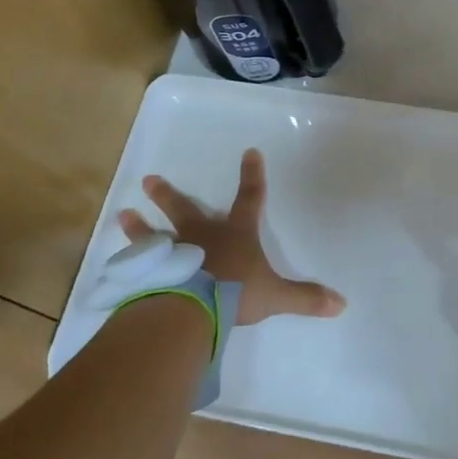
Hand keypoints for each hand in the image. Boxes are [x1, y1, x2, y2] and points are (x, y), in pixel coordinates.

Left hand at [119, 148, 345, 324]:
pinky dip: (129, 260)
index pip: (250, 199)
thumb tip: (341, 304)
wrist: (193, 306)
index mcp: (235, 235)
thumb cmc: (236, 292)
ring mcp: (173, 252)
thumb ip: (305, 298)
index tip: (250, 152)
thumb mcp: (276, 296)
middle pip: (185, 209)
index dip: (252, 176)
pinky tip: (116, 260)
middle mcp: (202, 236)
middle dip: (169, 195)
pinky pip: (139, 263)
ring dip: (140, 225)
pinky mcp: (151, 272)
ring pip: (154, 233)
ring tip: (122, 213)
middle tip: (149, 180)